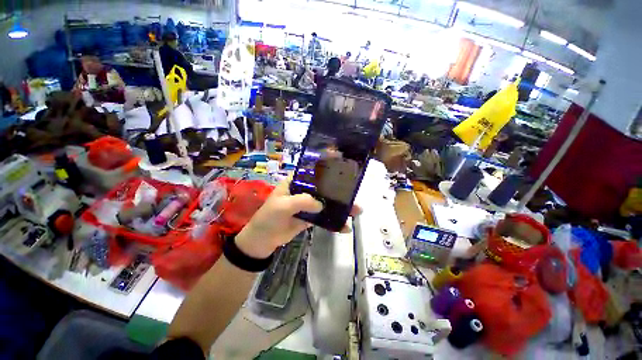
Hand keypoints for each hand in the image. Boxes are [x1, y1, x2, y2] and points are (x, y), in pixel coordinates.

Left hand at [235, 178, 360, 258]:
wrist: (263, 240)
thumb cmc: (269, 218)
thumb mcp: (282, 206)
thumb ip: (302, 201)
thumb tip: (322, 204)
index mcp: (295, 182)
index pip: (312, 171)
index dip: (326, 168)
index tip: (342, 166)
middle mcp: (303, 191)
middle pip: (323, 188)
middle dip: (339, 191)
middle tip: (354, 194)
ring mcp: (308, 205)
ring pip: (326, 203)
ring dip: (340, 207)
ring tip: (356, 211)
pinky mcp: (310, 217)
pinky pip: (324, 217)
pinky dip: (334, 221)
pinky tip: (344, 226)